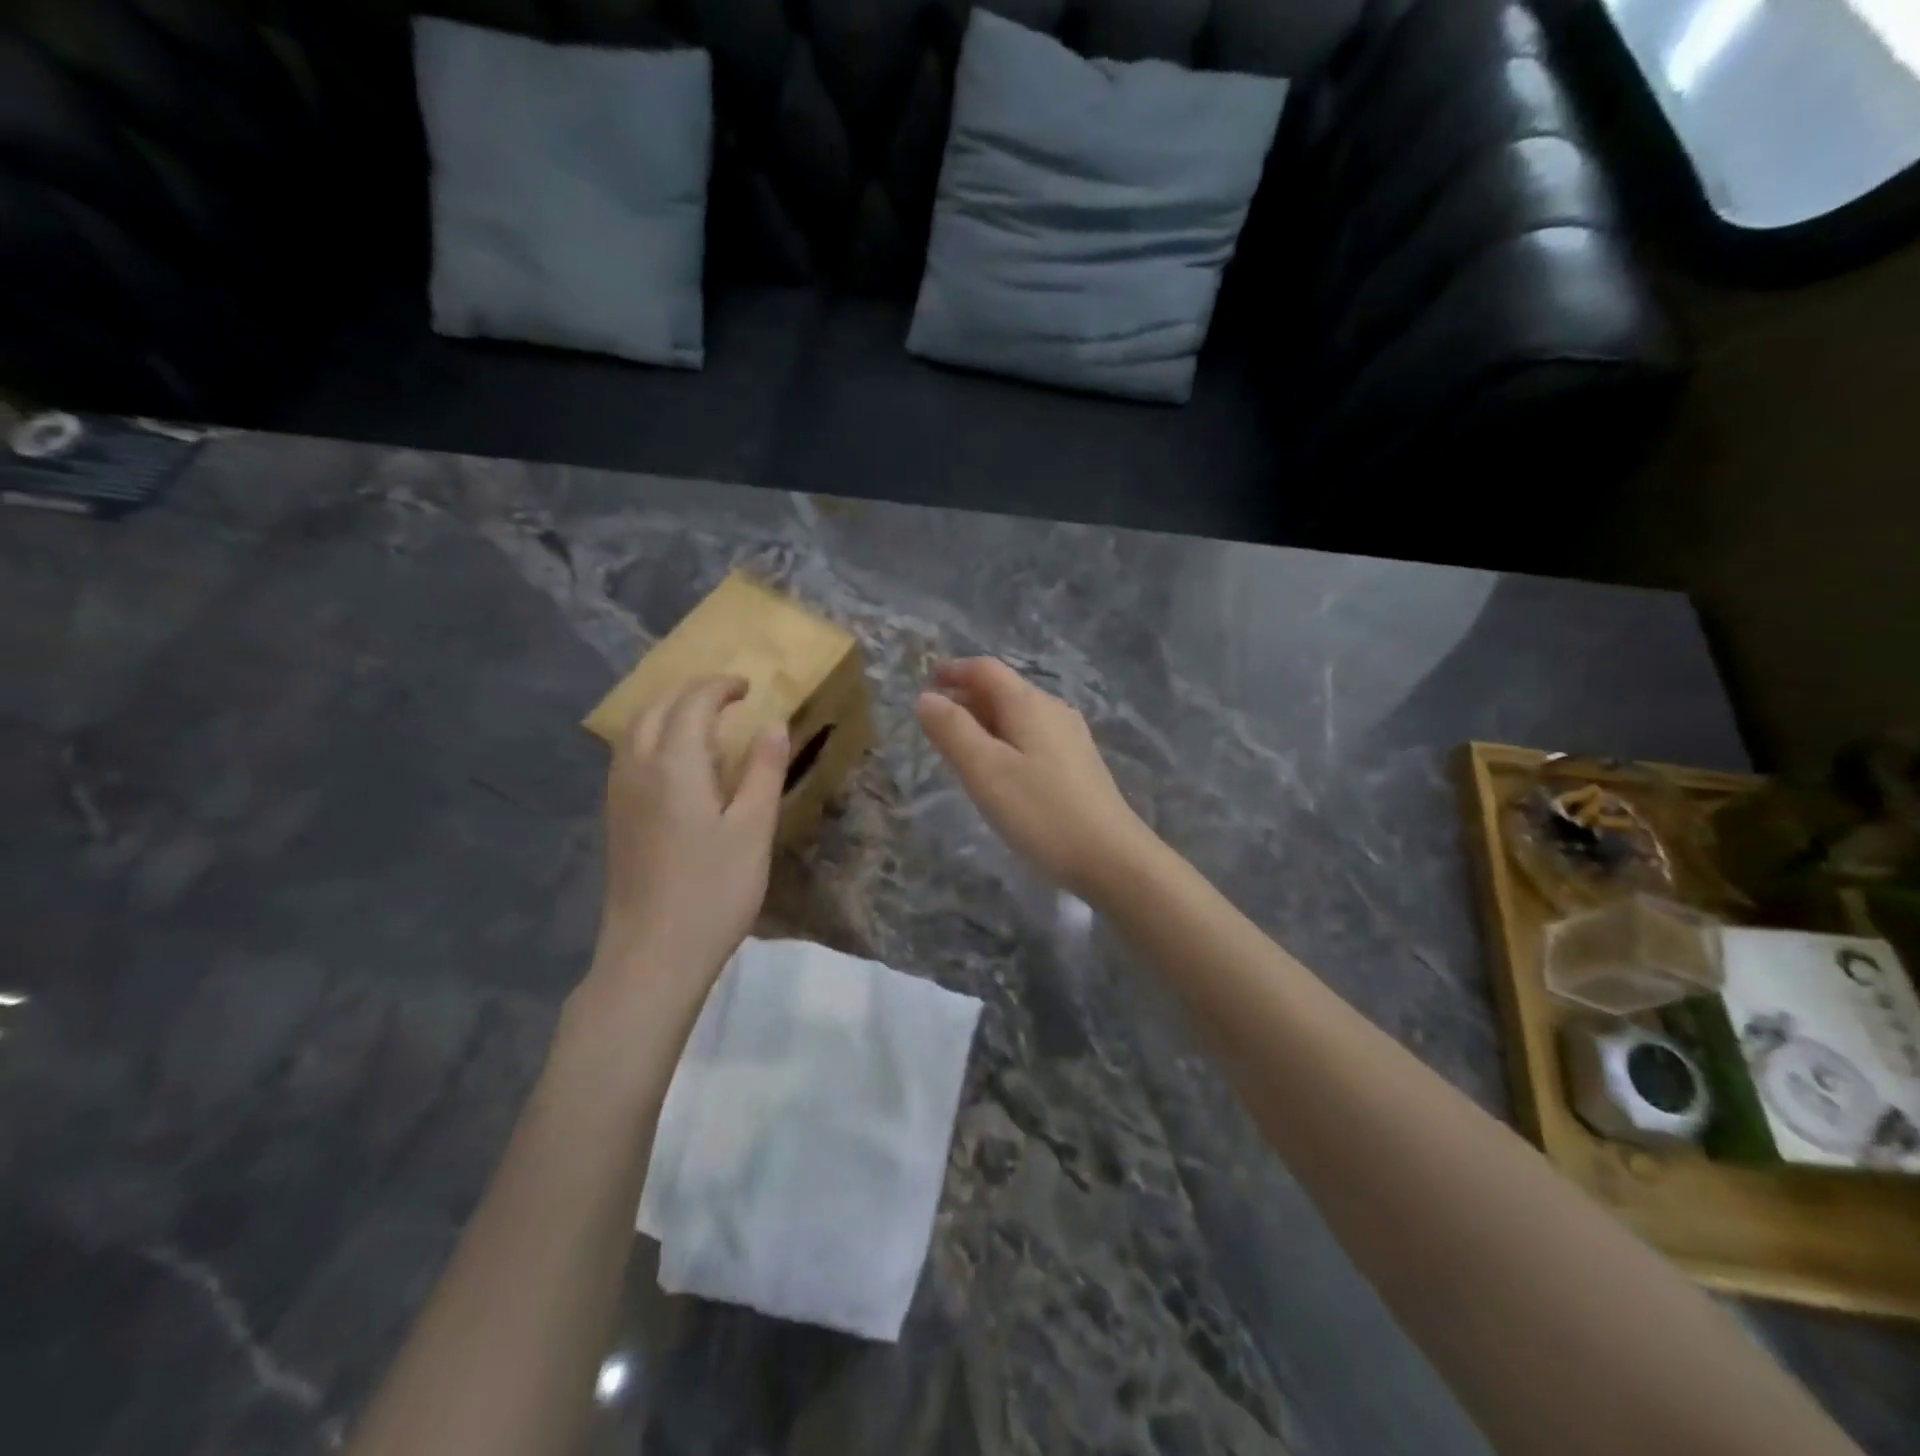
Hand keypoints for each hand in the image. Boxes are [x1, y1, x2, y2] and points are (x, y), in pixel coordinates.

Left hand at [592, 675, 787, 995]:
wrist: (653, 953)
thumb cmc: (714, 891)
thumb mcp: (753, 829)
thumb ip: (764, 771)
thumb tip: (773, 723)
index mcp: (674, 764)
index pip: (693, 703)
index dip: (719, 687)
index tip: (747, 686)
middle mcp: (638, 768)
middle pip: (655, 708)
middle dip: (690, 692)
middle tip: (726, 695)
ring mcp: (619, 794)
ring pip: (635, 730)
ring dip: (667, 710)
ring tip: (700, 718)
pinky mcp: (615, 818)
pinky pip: (628, 754)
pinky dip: (652, 736)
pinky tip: (674, 760)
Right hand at [916, 658, 1150, 898]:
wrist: (1111, 858)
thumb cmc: (1041, 812)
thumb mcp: (985, 770)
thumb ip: (952, 730)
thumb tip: (926, 698)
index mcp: (1029, 704)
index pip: (986, 669)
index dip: (953, 671)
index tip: (925, 682)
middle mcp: (1053, 710)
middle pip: (1003, 690)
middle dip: (966, 697)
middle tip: (933, 722)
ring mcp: (1070, 737)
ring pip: (1018, 716)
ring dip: (984, 721)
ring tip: (958, 747)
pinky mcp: (1078, 764)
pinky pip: (1032, 737)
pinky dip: (1004, 740)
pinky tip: (997, 769)